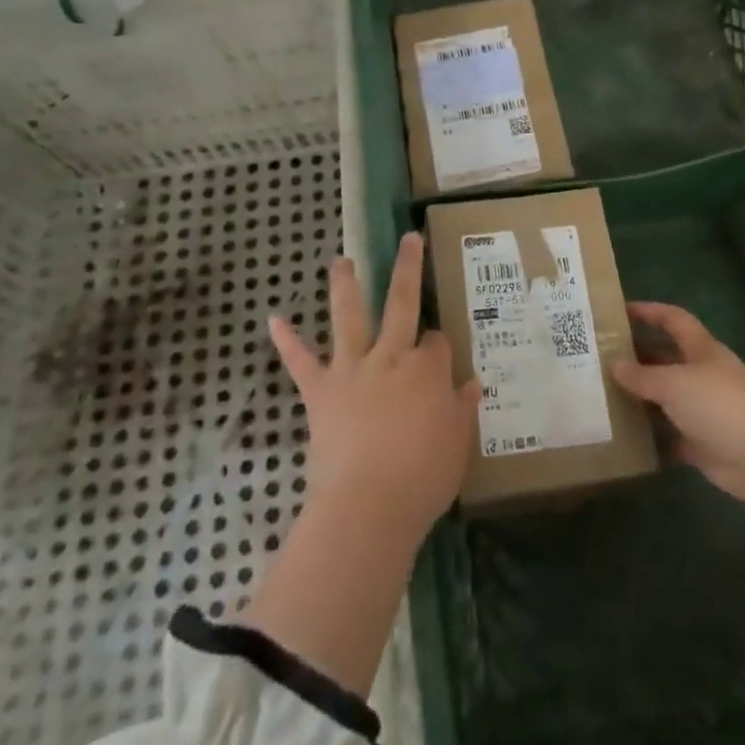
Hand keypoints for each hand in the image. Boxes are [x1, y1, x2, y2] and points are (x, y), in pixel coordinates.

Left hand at [268, 232, 478, 546]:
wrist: (367, 505)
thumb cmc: (422, 478)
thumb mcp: (457, 444)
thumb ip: (462, 409)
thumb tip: (471, 383)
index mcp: (427, 369)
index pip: (437, 341)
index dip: (438, 346)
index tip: (438, 358)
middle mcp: (391, 356)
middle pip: (402, 302)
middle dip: (407, 268)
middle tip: (408, 239)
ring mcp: (352, 369)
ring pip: (349, 316)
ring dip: (344, 286)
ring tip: (339, 260)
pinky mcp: (320, 390)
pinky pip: (300, 362)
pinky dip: (287, 341)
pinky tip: (274, 320)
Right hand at [613, 302, 744, 507]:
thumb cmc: (719, 405)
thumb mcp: (674, 383)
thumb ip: (642, 376)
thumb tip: (615, 364)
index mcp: (700, 349)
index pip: (673, 319)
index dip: (648, 311)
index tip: (618, 311)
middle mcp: (701, 375)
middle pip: (665, 358)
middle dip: (636, 356)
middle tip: (599, 358)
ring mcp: (702, 410)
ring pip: (665, 397)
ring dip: (640, 397)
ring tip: (603, 395)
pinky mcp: (701, 442)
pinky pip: (669, 435)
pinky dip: (651, 436)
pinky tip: (623, 436)